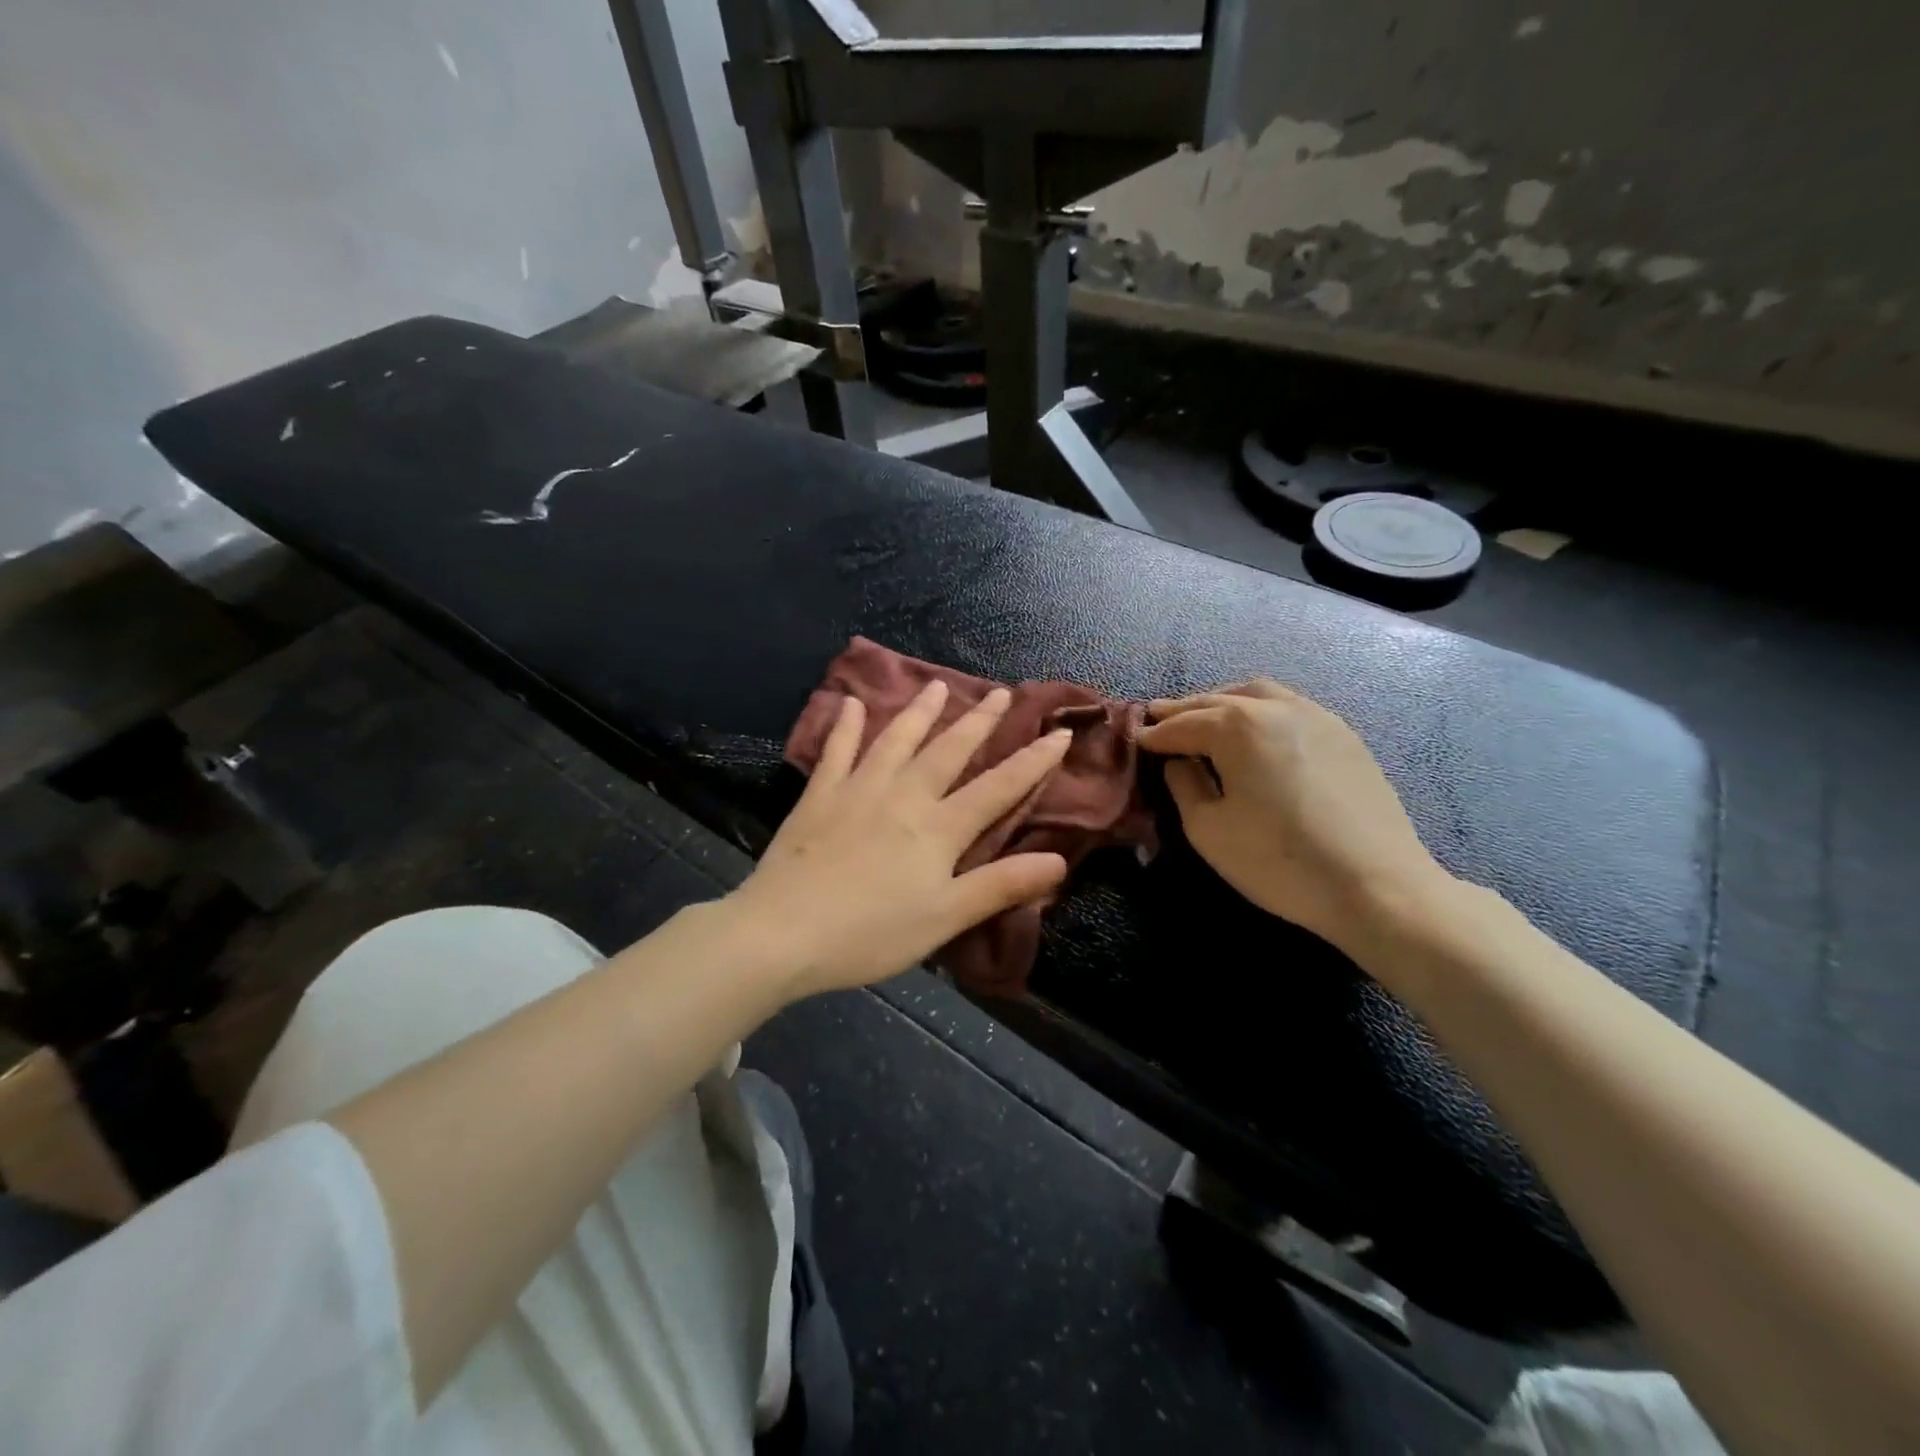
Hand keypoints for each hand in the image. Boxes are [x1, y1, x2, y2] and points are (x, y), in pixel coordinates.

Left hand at [723, 681, 1072, 997]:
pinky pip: (836, 752)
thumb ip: (1000, 885)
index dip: (1032, 761)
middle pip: (949, 750)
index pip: (998, 787)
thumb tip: (1059, 861)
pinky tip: (849, 703)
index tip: (1059, 732)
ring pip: (896, 740)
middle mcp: (904, 795)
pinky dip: (845, 726)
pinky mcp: (819, 796)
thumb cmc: (872, 933)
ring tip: (938, 685)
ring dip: (920, 711)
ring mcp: (858, 790)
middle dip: (979, 721)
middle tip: (1001, 692)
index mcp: (939, 828)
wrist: (784, 932)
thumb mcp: (946, 917)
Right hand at [1136, 680, 1451, 954]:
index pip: (1182, 724)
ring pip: (1258, 693)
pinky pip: (1290, 706)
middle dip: (1183, 709)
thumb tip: (1180, 761)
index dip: (1154, 734)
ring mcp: (1316, 716)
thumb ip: (1185, 785)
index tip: (1135, 739)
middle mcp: (1275, 708)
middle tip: (1157, 716)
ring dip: (1223, 701)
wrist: (1377, 885)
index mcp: (1237, 727)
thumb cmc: (1280, 861)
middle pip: (1217, 700)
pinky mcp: (1344, 734)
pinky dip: (1260, 709)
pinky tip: (1255, 730)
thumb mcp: (1209, 830)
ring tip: (1205, 715)